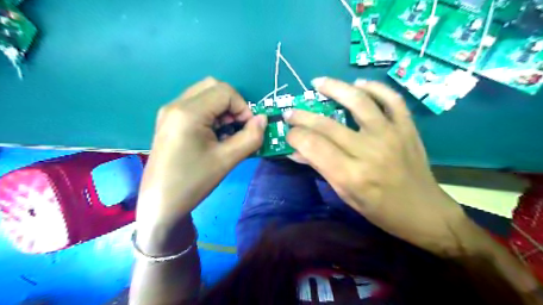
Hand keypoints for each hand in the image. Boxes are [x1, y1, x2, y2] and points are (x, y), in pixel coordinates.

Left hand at [137, 77, 266, 248]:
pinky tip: (213, 136)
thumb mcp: (227, 160)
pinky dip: (211, 114)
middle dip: (233, 105)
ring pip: (205, 95)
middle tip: (237, 128)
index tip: (248, 129)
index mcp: (188, 112)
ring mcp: (170, 112)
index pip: (225, 91)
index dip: (243, 107)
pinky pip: (196, 106)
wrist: (160, 203)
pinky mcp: (169, 121)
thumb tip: (263, 119)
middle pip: (213, 87)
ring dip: (222, 109)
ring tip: (225, 134)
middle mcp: (176, 105)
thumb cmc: (193, 182)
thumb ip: (251, 137)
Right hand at [286, 78, 468, 252]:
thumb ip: (320, 168)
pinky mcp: (407, 127)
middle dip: (303, 116)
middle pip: (327, 125)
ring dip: (334, 88)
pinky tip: (358, 85)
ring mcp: (391, 135)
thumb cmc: (380, 210)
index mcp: (352, 175)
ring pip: (358, 102)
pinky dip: (374, 87)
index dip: (295, 135)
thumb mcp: (345, 194)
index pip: (313, 146)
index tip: (288, 132)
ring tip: (318, 82)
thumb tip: (295, 151)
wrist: (424, 211)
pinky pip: (391, 99)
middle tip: (291, 111)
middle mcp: (369, 151)